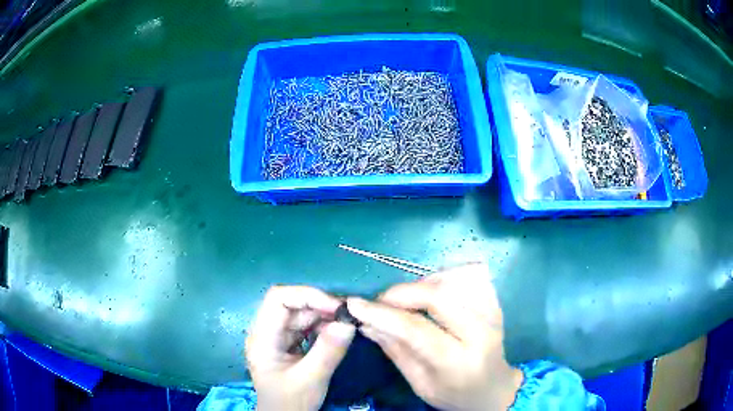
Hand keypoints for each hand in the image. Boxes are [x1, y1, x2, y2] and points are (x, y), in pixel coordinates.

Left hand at [246, 286, 355, 410]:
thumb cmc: (290, 401)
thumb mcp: (311, 379)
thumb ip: (328, 351)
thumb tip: (348, 323)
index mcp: (262, 337)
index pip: (278, 299)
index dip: (306, 296)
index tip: (335, 307)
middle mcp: (267, 331)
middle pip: (291, 305)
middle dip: (320, 306)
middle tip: (348, 315)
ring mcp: (277, 338)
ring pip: (300, 315)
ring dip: (324, 316)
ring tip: (346, 324)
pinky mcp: (287, 345)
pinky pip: (305, 328)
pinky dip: (322, 327)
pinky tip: (337, 333)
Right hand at [347, 263, 522, 410]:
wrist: (493, 389)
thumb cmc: (454, 394)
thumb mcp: (420, 384)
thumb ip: (395, 351)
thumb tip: (366, 323)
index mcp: (457, 362)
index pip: (416, 329)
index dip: (382, 314)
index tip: (355, 304)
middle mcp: (479, 333)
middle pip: (437, 297)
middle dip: (401, 292)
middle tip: (381, 300)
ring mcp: (492, 314)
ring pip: (452, 281)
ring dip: (420, 284)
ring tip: (404, 299)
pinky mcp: (495, 304)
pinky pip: (467, 278)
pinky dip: (442, 279)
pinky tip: (430, 292)